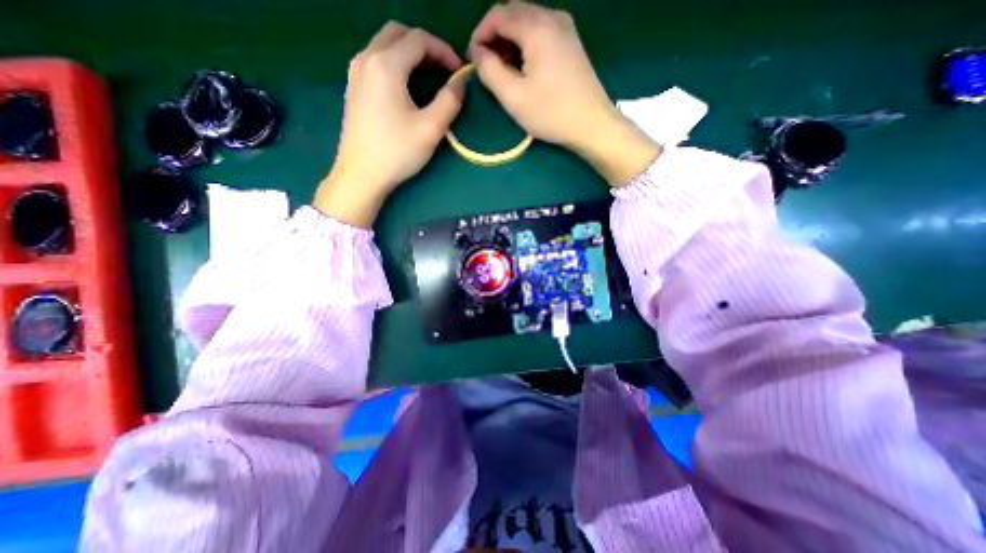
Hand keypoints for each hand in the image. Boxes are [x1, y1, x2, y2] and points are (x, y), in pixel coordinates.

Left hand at [319, 21, 466, 225]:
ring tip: (429, 77)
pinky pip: (376, 62)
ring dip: (409, 54)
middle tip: (444, 69)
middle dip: (425, 47)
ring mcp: (355, 74)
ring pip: (384, 46)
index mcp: (386, 65)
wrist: (361, 175)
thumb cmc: (397, 152)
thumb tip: (460, 83)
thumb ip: (449, 101)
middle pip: (398, 34)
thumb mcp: (431, 128)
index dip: (444, 51)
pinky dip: (395, 64)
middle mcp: (366, 59)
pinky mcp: (353, 90)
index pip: (419, 40)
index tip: (459, 72)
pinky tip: (406, 88)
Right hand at [470, 0, 661, 188]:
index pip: (498, 14)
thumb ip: (489, 70)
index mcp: (536, 27)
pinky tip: (524, 68)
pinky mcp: (571, 43)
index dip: (480, 34)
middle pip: (513, 13)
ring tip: (504, 71)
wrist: (592, 124)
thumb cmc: (551, 113)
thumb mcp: (513, 96)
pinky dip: (526, 45)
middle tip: (487, 66)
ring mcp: (566, 29)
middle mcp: (552, 17)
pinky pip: (541, 33)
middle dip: (495, 37)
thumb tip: (477, 52)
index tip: (473, 59)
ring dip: (510, 41)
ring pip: (527, 23)